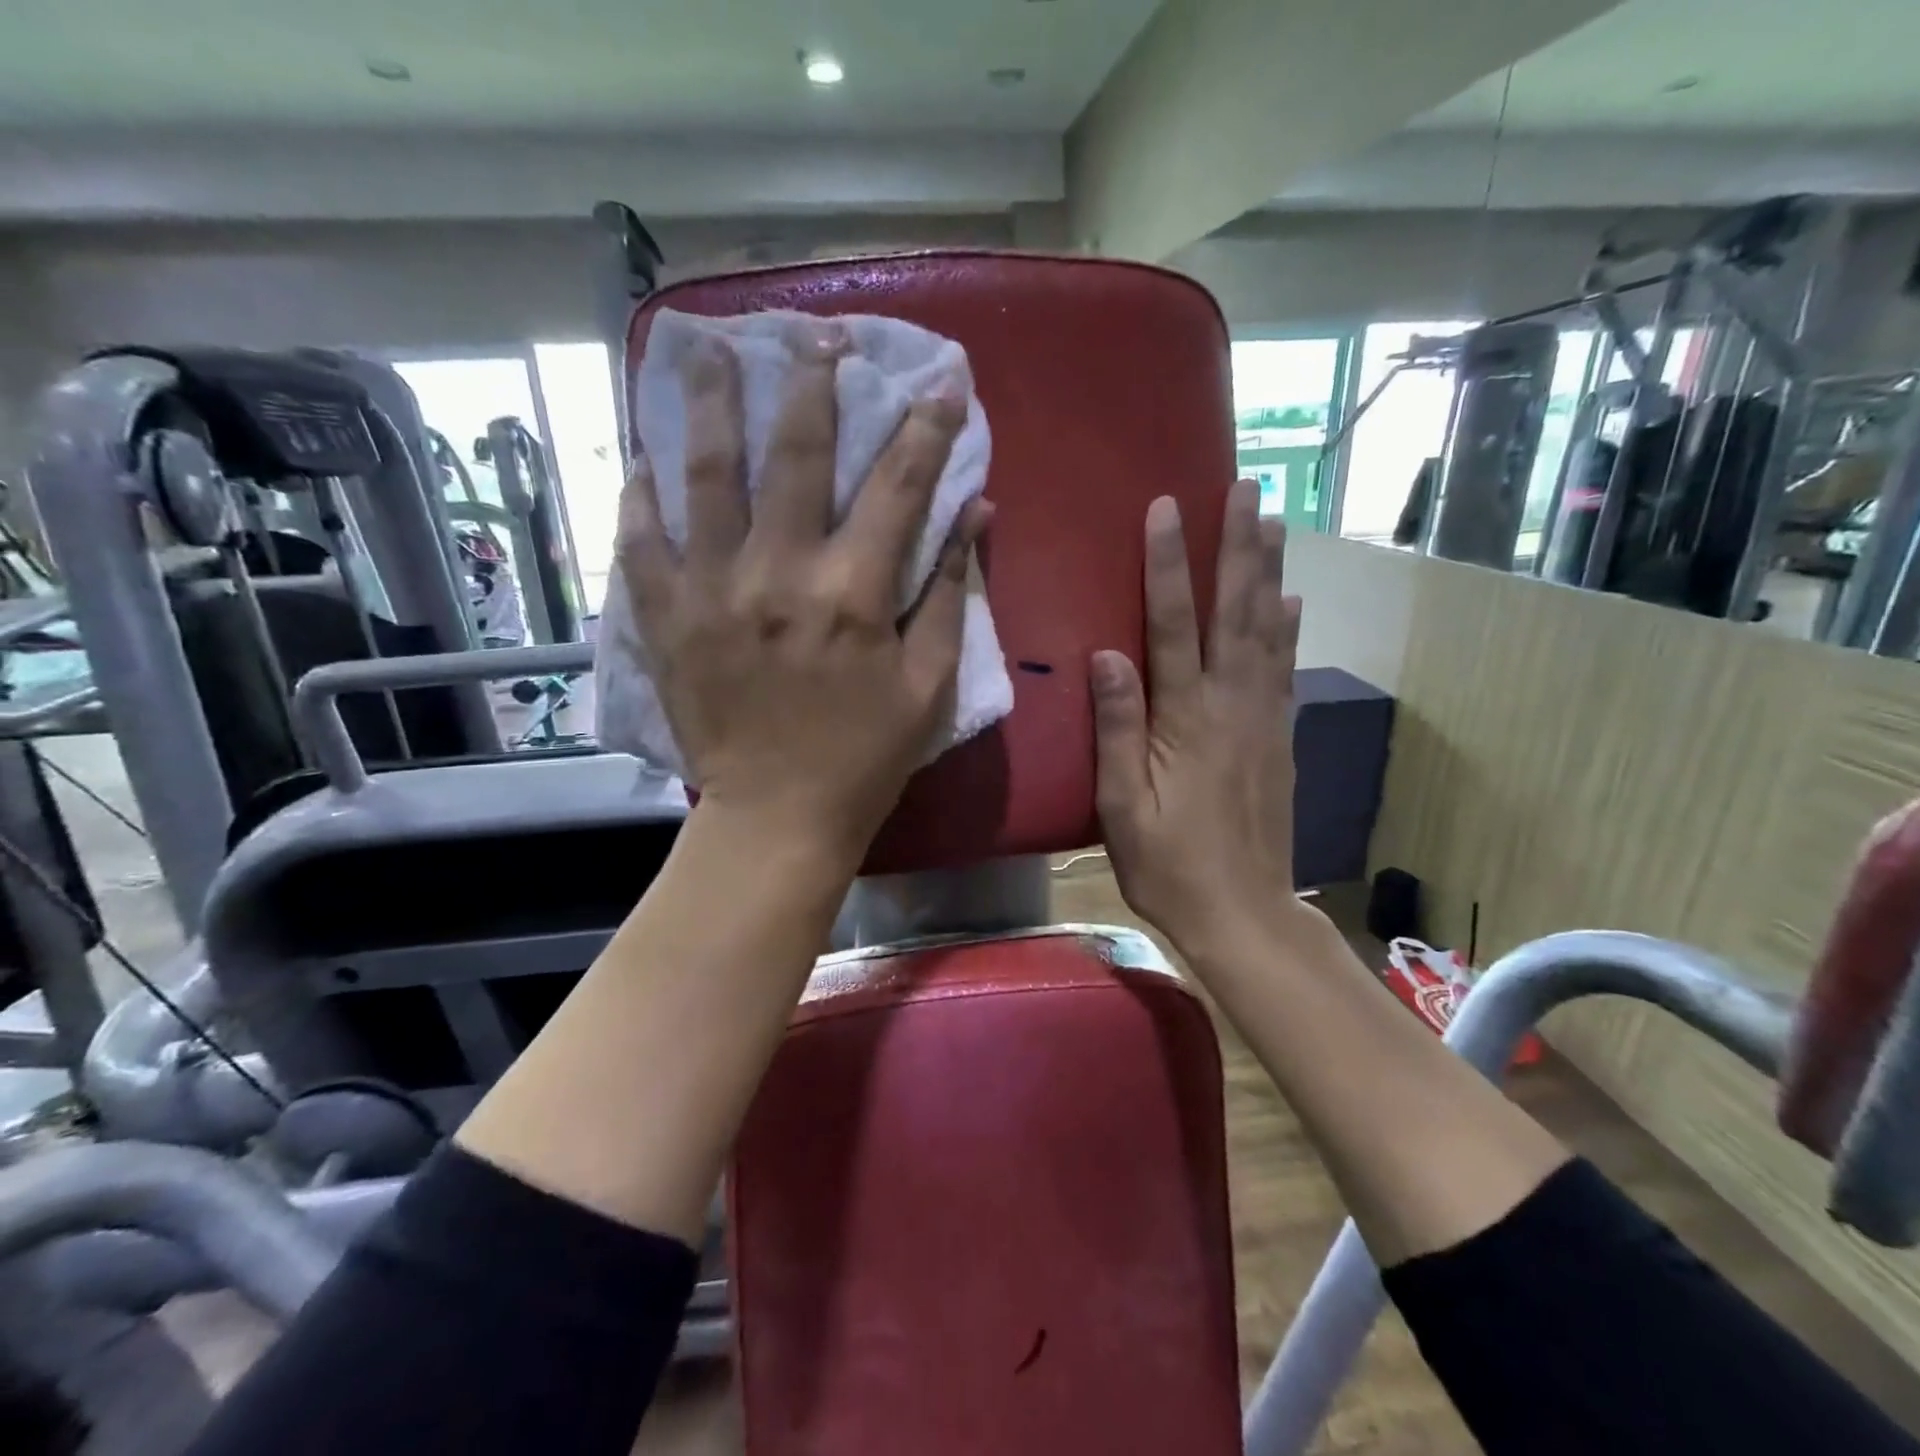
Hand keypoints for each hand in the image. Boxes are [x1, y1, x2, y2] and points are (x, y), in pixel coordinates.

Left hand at [617, 320, 990, 864]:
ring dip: (711, 406)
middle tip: (818, 332)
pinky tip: (641, 453)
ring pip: (706, 476)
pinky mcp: (666, 619)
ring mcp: (712, 592)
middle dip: (813, 384)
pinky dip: (640, 493)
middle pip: (796, 455)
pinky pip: (642, 541)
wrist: (777, 817)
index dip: (925, 428)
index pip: (898, 487)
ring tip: (710, 350)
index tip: (942, 383)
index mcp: (854, 595)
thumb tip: (975, 516)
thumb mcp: (930, 686)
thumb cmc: (867, 758)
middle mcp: (779, 575)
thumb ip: (951, 595)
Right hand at [1091, 479, 1315, 959]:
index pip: (1175, 624)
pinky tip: (1293, 601)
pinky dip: (1291, 627)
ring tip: (1275, 521)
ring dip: (1270, 572)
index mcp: (1187, 719)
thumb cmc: (1168, 864)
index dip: (1171, 564)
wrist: (1243, 913)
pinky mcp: (1280, 738)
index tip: (1169, 507)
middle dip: (1239, 546)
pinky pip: (1286, 669)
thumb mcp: (1122, 807)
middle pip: (1237, 611)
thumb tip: (1107, 655)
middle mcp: (1233, 705)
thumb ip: (1118, 728)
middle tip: (1248, 488)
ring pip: (1270, 630)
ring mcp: (1264, 719)